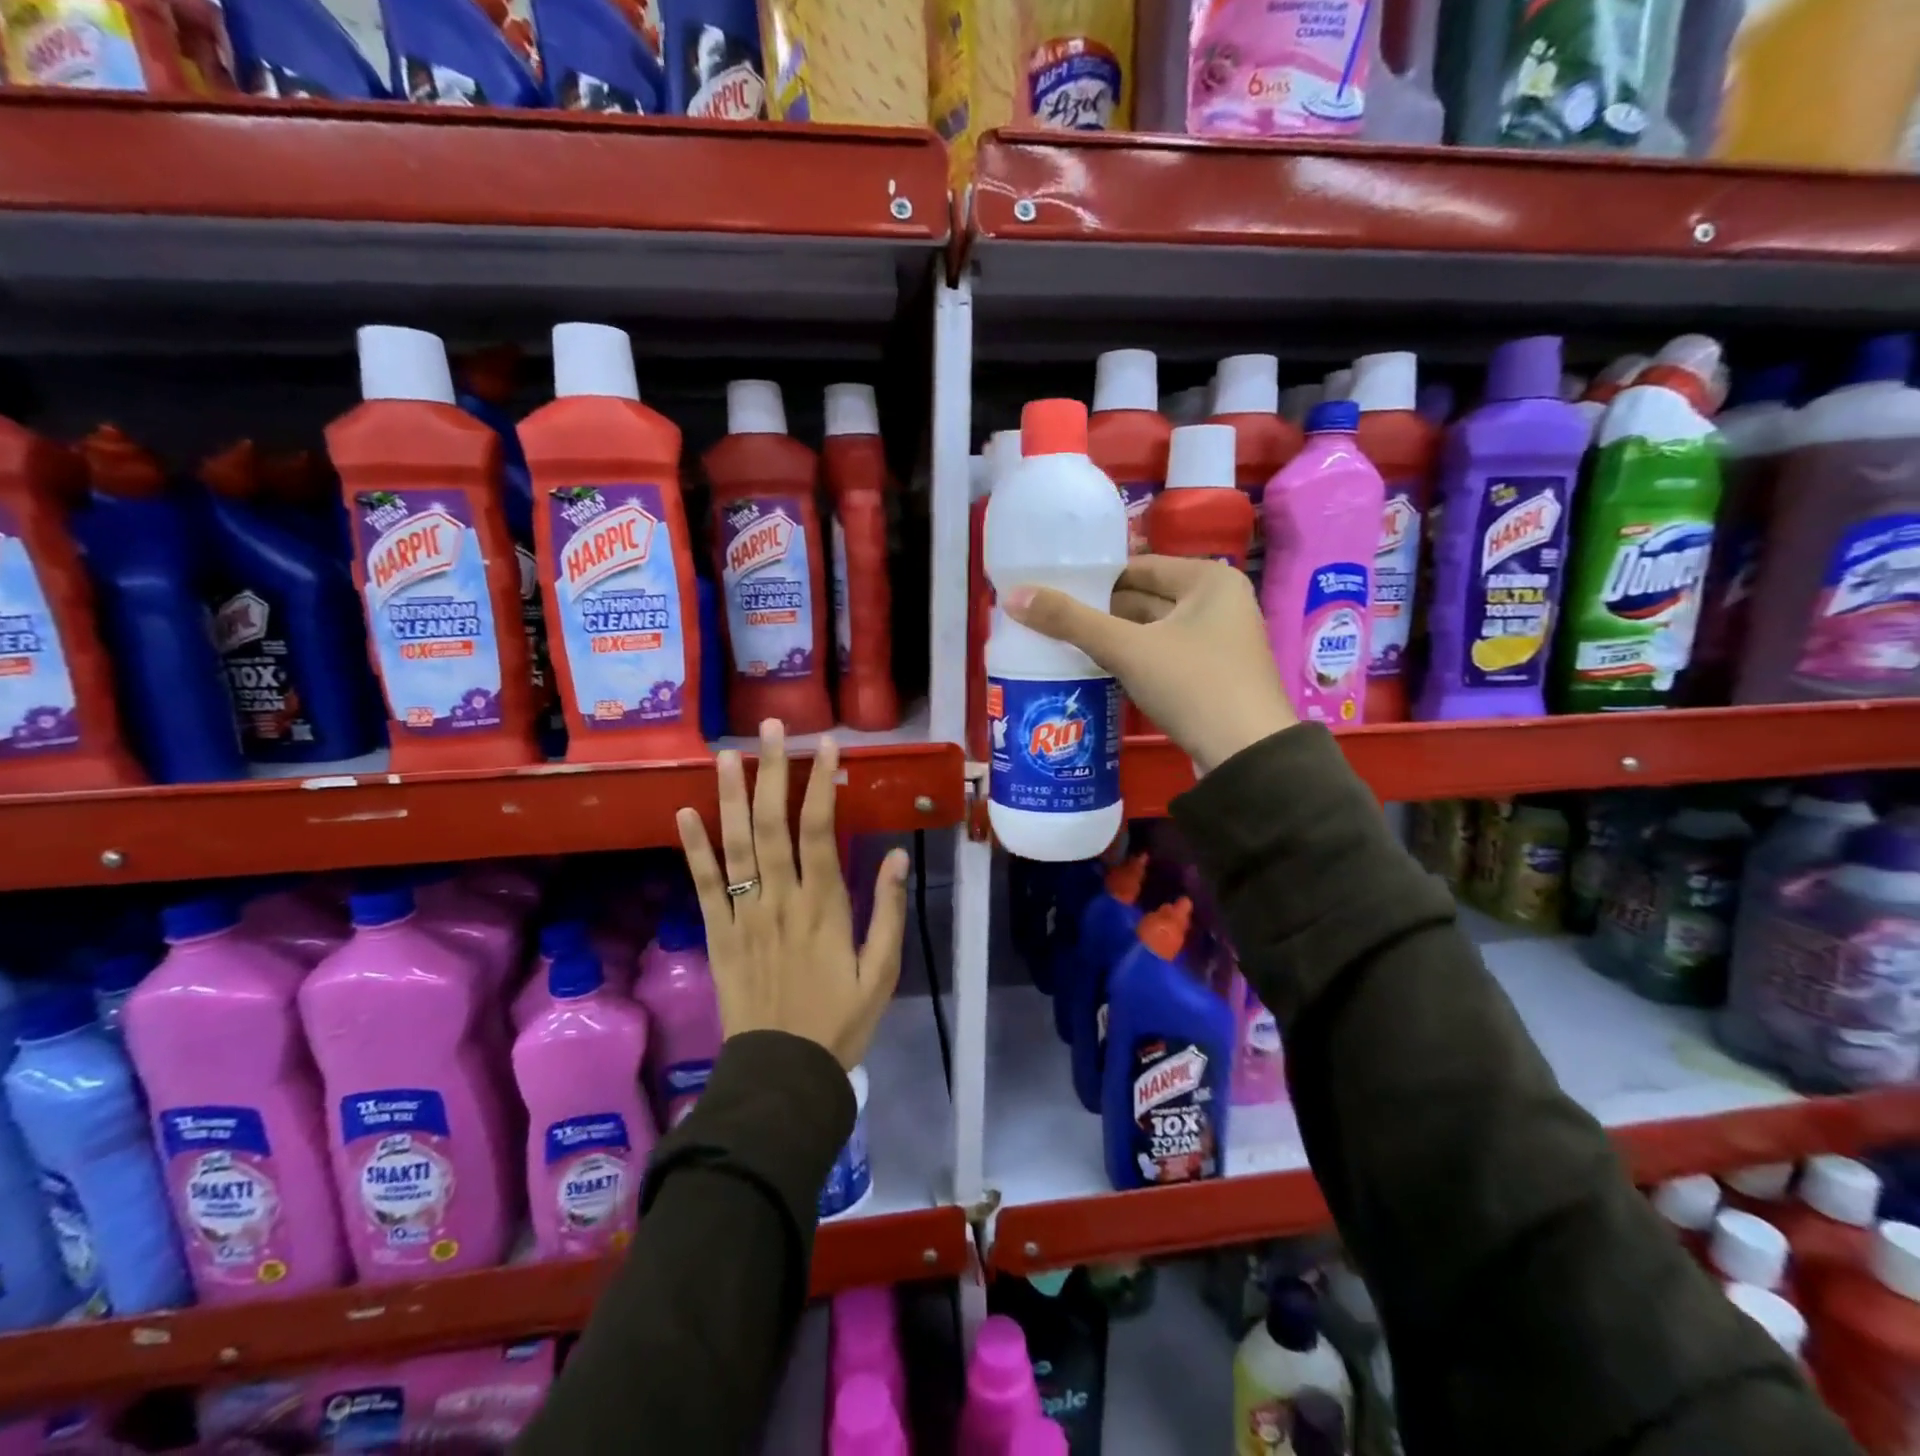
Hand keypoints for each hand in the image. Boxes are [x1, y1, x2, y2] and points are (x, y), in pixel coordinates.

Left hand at [676, 721, 909, 1069]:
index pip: (820, 831)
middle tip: (769, 728)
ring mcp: (744, 915)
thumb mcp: (881, 972)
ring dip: (731, 798)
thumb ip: (889, 912)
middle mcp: (780, 900)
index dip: (822, 784)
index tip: (826, 746)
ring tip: (726, 755)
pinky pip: (703, 886)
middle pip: (774, 825)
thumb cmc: (840, 1022)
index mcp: (823, 907)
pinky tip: (683, 814)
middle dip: (773, 772)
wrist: (782, 1074)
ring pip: (735, 846)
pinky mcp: (717, 934)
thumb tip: (898, 857)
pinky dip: (692, 849)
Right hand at [1002, 555, 1295, 775]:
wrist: (1245, 757)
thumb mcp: (1127, 649)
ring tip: (1061, 643)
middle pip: (1145, 598)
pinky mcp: (1211, 677)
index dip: (1094, 577)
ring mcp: (1218, 642)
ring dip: (1113, 638)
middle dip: (1100, 611)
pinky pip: (1161, 657)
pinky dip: (1132, 660)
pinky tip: (1096, 670)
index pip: (1139, 566)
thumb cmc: (1193, 685)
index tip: (1052, 589)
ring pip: (1152, 630)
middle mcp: (1219, 603)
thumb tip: (1013, 596)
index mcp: (1209, 580)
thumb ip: (1070, 621)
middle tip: (1049, 619)